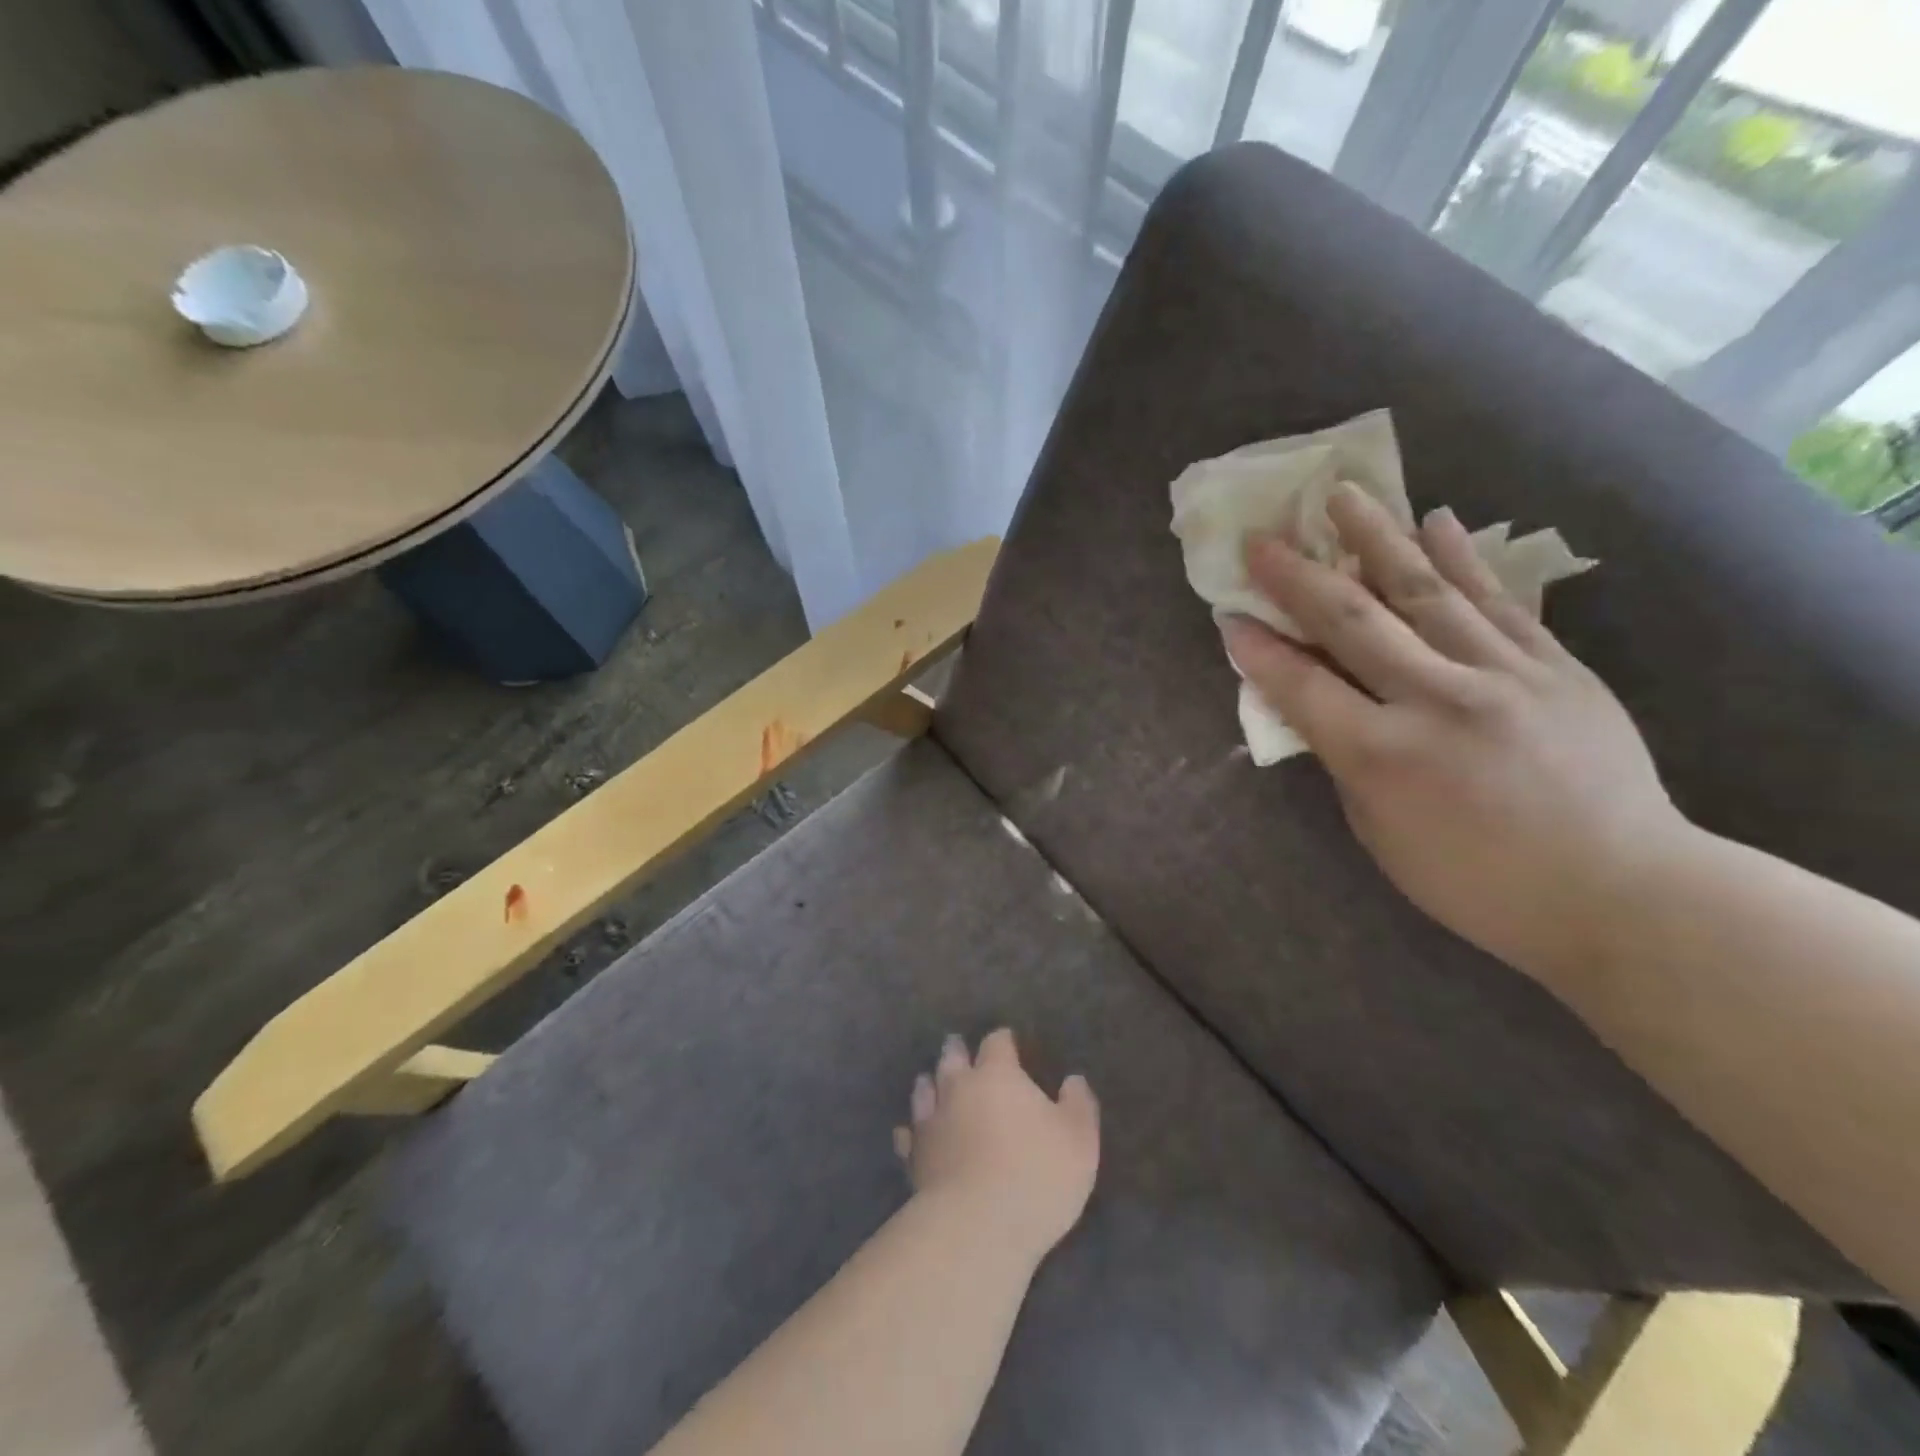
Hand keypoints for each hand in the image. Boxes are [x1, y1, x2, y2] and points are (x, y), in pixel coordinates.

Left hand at [894, 1029, 1098, 1263]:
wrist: (977, 1226)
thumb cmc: (1037, 1175)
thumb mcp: (1079, 1139)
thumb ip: (1078, 1104)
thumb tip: (1073, 1080)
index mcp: (997, 1075)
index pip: (997, 1043)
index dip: (1003, 1040)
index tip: (1008, 1041)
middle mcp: (959, 1087)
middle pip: (952, 1057)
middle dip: (957, 1050)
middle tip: (958, 1047)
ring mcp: (932, 1121)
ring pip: (924, 1089)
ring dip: (930, 1083)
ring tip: (931, 1080)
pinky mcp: (914, 1157)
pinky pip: (908, 1135)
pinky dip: (910, 1130)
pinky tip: (909, 1133)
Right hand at [1220, 483, 1684, 987]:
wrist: (1621, 892)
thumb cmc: (1477, 882)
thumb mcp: (1381, 833)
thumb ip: (1346, 761)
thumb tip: (1324, 707)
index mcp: (1383, 755)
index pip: (1301, 686)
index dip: (1259, 650)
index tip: (1228, 615)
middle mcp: (1437, 700)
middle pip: (1354, 622)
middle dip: (1298, 577)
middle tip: (1264, 538)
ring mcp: (1502, 675)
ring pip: (1426, 592)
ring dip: (1377, 539)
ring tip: (1344, 495)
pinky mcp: (1554, 666)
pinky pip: (1499, 602)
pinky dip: (1464, 559)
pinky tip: (1437, 521)